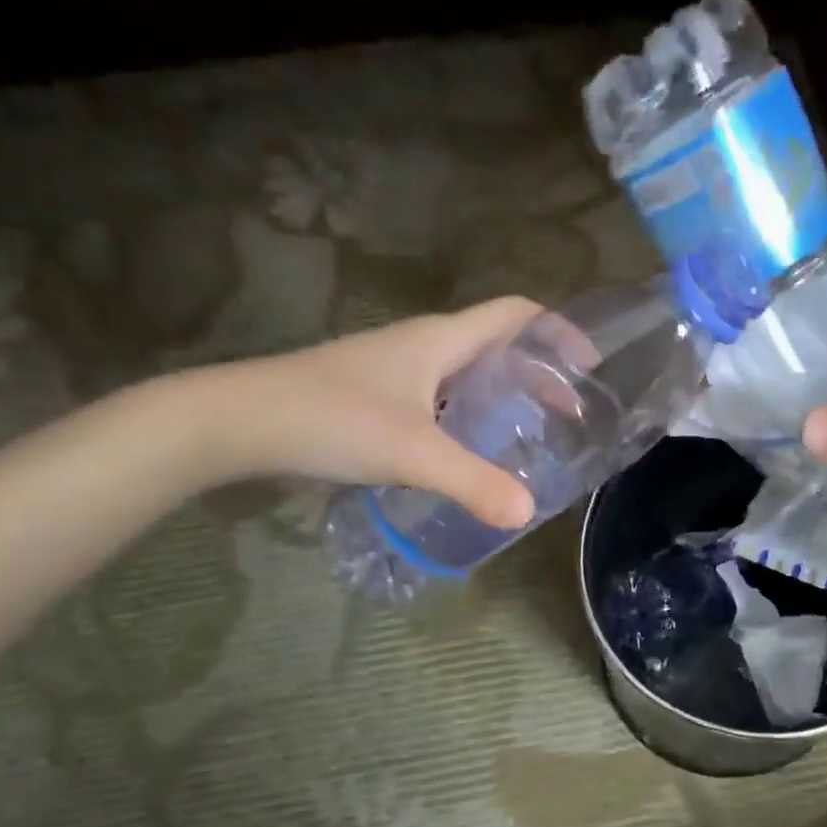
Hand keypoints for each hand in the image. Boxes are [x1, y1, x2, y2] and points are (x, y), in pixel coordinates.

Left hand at [193, 297, 542, 528]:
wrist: (236, 423)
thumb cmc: (330, 418)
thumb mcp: (412, 451)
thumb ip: (473, 481)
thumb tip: (526, 512)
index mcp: (440, 340)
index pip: (515, 314)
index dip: (558, 332)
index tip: (590, 367)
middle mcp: (423, 347)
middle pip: (497, 346)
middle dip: (538, 374)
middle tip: (568, 416)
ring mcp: (396, 373)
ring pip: (467, 376)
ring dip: (504, 399)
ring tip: (531, 438)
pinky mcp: (377, 399)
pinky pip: (441, 401)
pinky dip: (470, 420)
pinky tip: (472, 456)